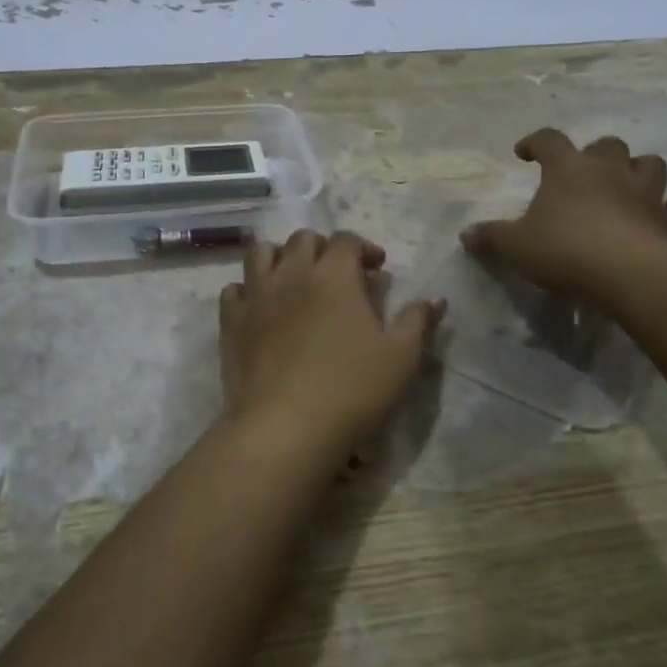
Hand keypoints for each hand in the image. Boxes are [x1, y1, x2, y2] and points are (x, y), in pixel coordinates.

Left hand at [219, 230, 444, 454]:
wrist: (285, 426)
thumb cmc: (351, 389)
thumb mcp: (401, 357)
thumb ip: (418, 322)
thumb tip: (435, 300)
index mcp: (334, 275)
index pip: (347, 240)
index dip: (364, 248)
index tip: (377, 269)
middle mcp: (292, 273)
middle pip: (303, 239)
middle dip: (323, 248)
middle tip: (338, 274)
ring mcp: (256, 295)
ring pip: (261, 253)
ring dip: (280, 257)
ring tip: (294, 279)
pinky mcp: (231, 322)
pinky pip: (234, 289)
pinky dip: (248, 290)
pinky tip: (261, 308)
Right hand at [460, 130, 666, 300]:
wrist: (627, 273)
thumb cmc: (563, 249)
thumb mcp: (515, 247)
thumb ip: (491, 238)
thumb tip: (466, 235)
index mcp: (567, 169)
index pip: (548, 140)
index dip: (534, 142)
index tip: (524, 154)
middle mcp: (610, 170)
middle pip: (607, 145)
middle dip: (596, 155)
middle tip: (583, 174)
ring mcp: (647, 193)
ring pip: (650, 164)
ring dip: (639, 172)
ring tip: (628, 188)